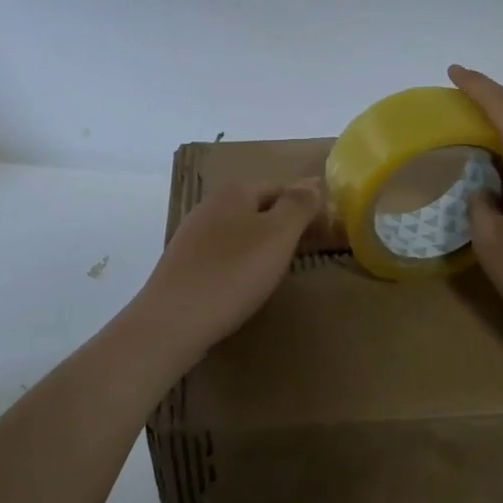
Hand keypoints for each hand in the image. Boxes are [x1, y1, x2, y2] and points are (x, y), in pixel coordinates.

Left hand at [132, 179, 323, 357]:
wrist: (173, 320)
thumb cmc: (233, 273)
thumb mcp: (277, 235)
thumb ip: (298, 205)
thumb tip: (313, 182)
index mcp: (235, 192)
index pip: (282, 186)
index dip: (308, 205)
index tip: (329, 231)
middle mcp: (210, 205)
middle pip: (259, 207)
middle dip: (286, 223)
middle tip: (311, 249)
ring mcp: (192, 234)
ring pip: (240, 231)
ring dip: (263, 243)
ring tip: (283, 267)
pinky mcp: (183, 263)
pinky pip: (223, 254)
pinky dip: (241, 262)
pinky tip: (247, 282)